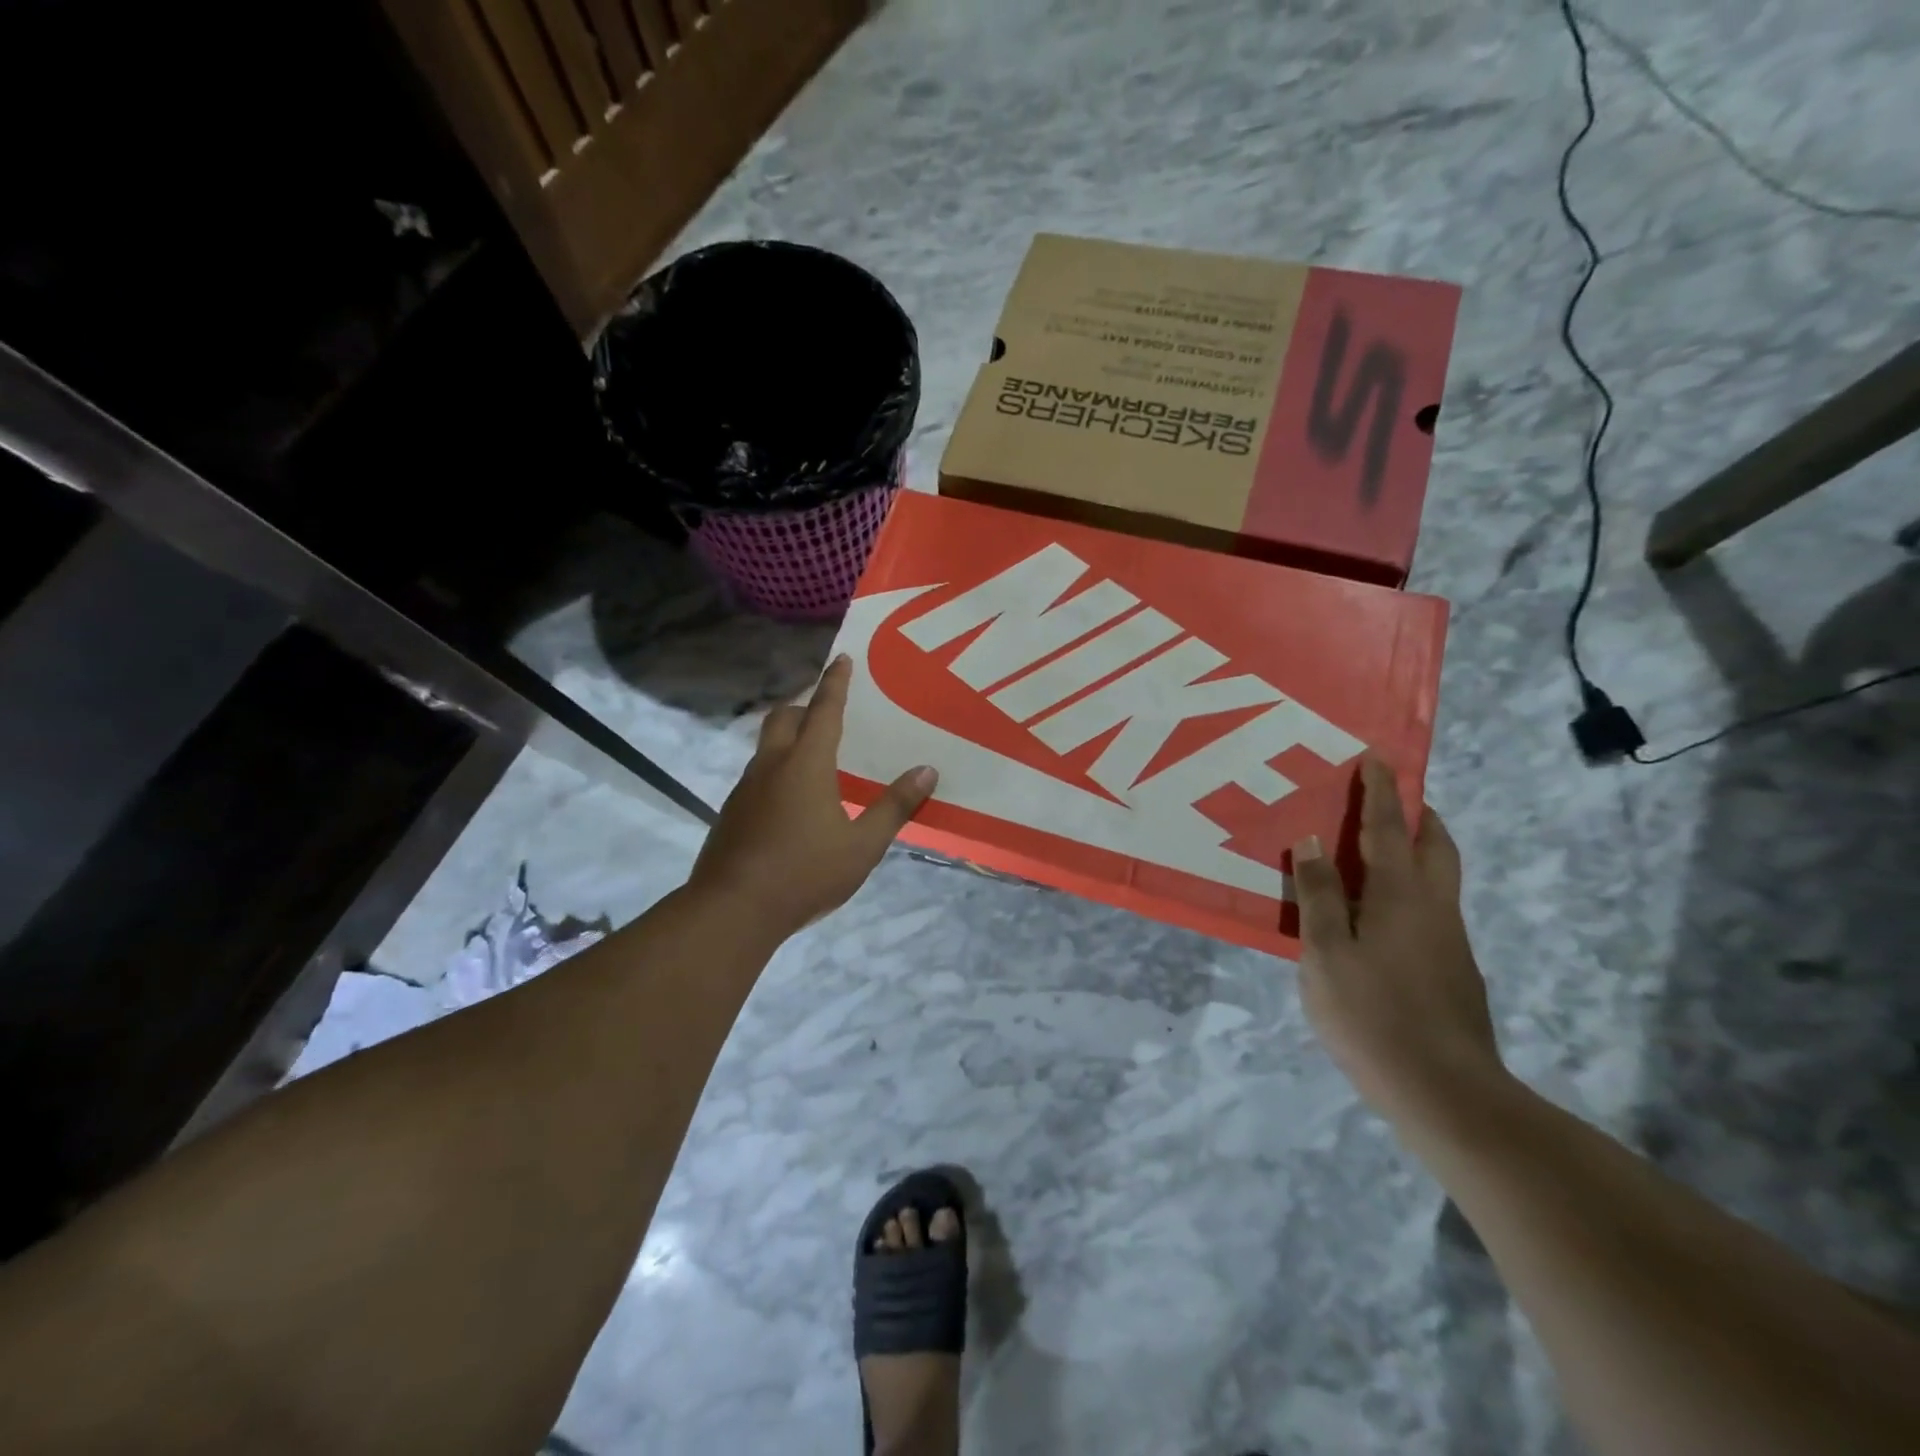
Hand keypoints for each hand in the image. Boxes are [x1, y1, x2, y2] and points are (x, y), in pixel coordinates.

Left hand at [689, 655, 936, 938]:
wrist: (732, 910)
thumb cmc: (805, 873)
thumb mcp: (862, 845)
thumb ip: (895, 807)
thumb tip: (927, 771)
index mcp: (806, 765)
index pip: (823, 711)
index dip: (835, 683)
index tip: (841, 659)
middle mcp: (771, 766)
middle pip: (783, 718)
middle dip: (805, 706)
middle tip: (827, 712)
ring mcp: (746, 789)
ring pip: (767, 747)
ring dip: (789, 739)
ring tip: (815, 758)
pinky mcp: (732, 812)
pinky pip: (758, 775)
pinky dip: (777, 770)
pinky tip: (792, 803)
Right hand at [1291, 757, 1506, 1125]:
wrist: (1445, 1091)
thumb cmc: (1372, 1014)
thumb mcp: (1325, 953)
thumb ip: (1318, 895)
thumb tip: (1311, 841)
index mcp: (1400, 894)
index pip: (1390, 828)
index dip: (1382, 792)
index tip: (1376, 758)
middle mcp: (1434, 906)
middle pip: (1436, 845)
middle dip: (1418, 814)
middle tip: (1391, 799)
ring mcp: (1450, 939)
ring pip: (1440, 877)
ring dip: (1418, 848)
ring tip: (1378, 849)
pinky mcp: (1454, 968)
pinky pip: (1432, 906)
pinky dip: (1412, 886)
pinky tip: (1380, 913)